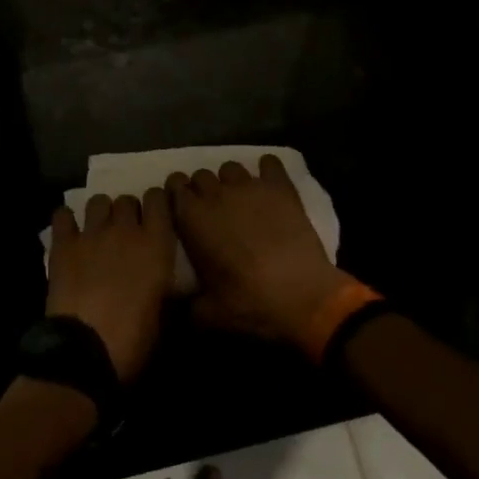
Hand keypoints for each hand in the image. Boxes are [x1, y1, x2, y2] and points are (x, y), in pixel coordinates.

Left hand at [46, 191, 175, 382]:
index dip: (155, 204)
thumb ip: (166, 288)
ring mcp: (92, 233)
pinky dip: (66, 221)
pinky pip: (63, 216)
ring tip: (98, 232)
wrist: (85, 351)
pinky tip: (69, 233)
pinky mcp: (64, 244)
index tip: (154, 216)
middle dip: (128, 212)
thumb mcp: (164, 316)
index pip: (158, 199)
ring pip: (98, 201)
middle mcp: (125, 230)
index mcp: (156, 244)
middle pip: (127, 199)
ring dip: (101, 213)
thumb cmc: (133, 340)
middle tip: (125, 233)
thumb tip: (168, 285)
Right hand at [168, 156, 347, 350]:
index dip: (177, 195)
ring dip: (231, 182)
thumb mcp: (209, 315)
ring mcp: (249, 186)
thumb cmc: (251, 304)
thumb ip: (185, 306)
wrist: (305, 298)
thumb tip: (173, 306)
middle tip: (213, 212)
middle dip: (203, 189)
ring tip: (241, 201)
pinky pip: (270, 163)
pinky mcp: (280, 187)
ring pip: (230, 168)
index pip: (174, 185)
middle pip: (201, 175)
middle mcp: (216, 193)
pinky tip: (269, 185)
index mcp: (193, 218)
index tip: (183, 210)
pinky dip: (267, 170)